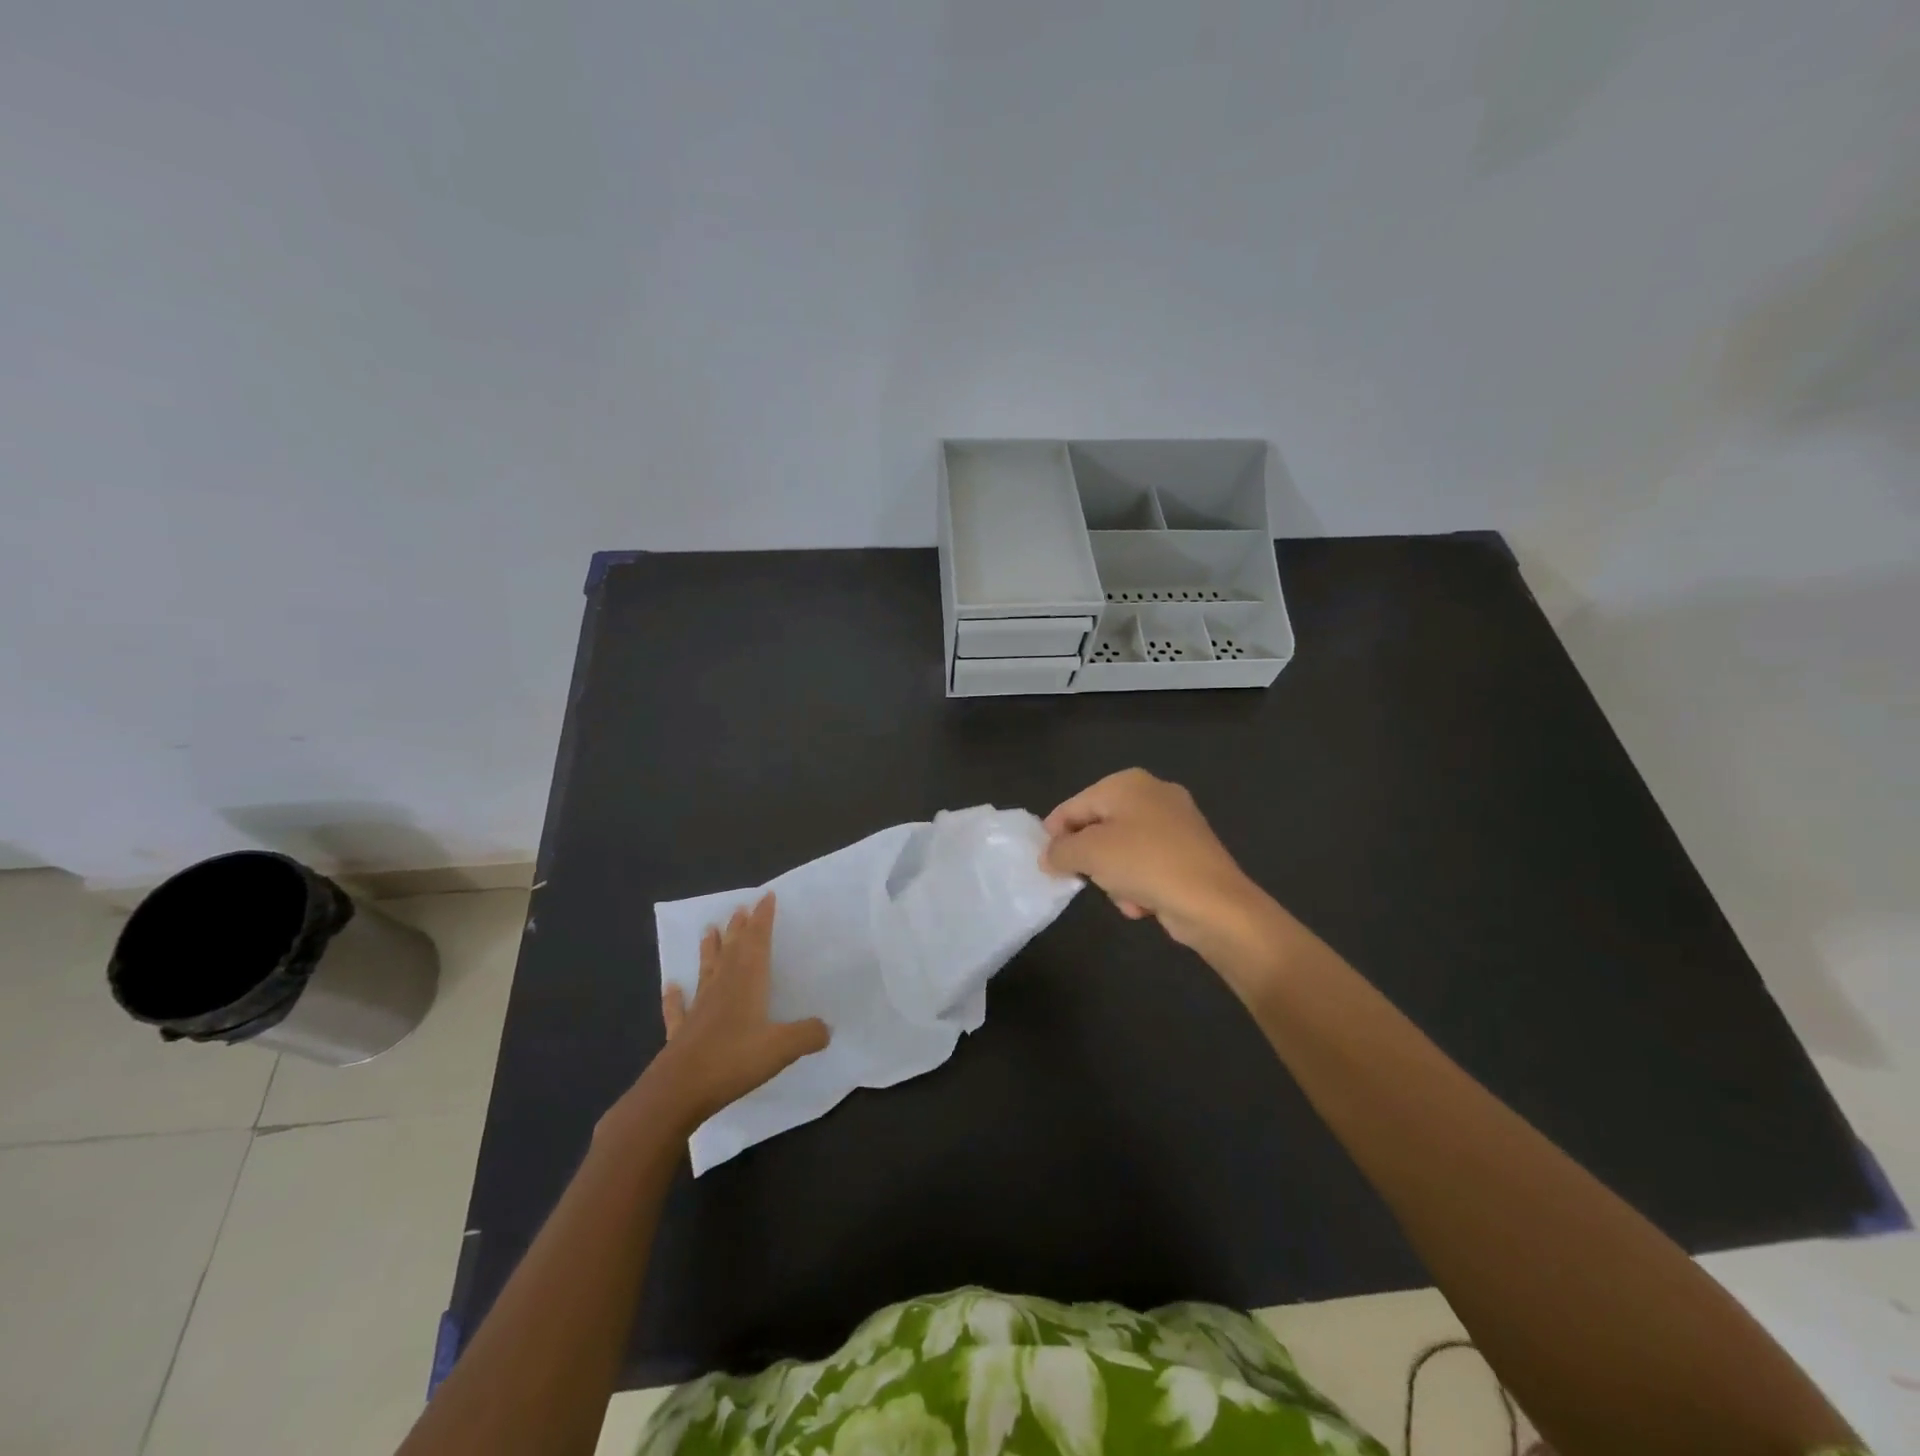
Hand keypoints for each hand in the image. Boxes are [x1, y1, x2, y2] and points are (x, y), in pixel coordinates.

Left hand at [625, 894, 828, 1137]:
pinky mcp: (682, 1031)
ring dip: (710, 949)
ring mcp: (699, 1008)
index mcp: (747, 982)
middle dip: (739, 928)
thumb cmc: (733, 1060)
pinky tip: (672, 986)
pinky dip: (675, 996)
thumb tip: (827, 1028)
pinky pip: (679, 1008)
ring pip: (707, 970)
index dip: (763, 919)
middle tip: (740, 908)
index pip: (757, 942)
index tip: (765, 896)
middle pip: (732, 950)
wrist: (678, 1090)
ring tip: (709, 930)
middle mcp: (722, 987)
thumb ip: (807, 1035)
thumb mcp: (782, 1048)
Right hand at [1042, 769, 1273, 961]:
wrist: (1214, 902)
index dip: (1054, 835)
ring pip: (1121, 850)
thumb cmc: (1145, 864)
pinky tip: (1145, 902)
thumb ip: (1059, 850)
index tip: (1046, 864)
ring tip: (1124, 895)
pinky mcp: (1190, 851)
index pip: (1074, 805)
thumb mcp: (1089, 854)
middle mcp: (1153, 793)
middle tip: (1088, 879)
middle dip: (1091, 859)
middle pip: (1098, 827)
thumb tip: (1049, 856)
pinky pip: (1147, 864)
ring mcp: (1175, 822)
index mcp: (1128, 782)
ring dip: (1115, 877)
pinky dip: (1140, 883)